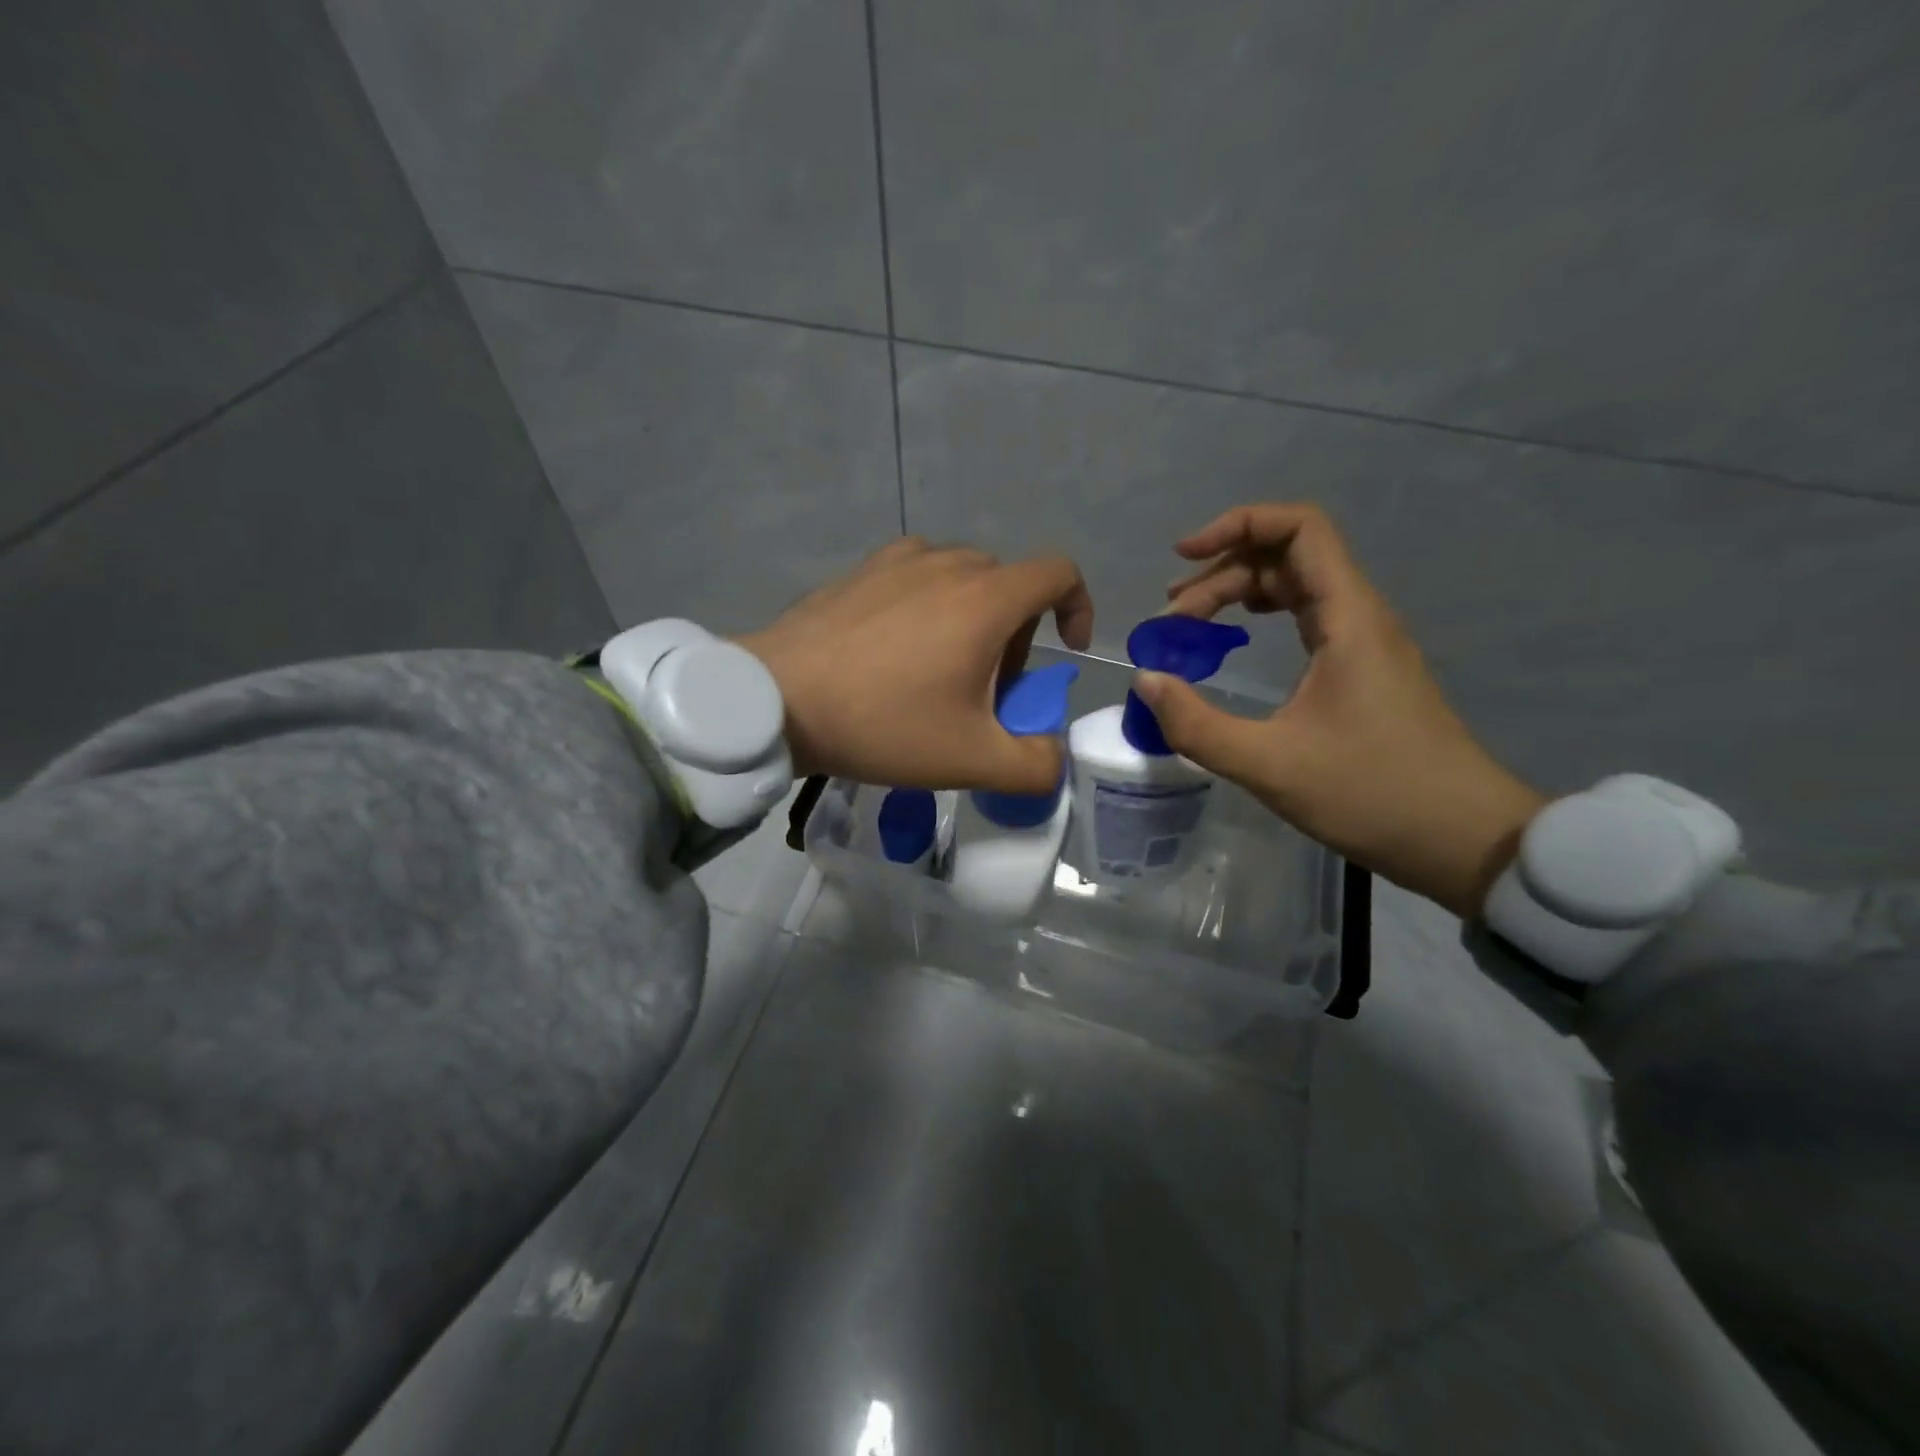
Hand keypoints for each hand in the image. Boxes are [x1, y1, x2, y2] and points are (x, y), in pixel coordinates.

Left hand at [739, 537, 1094, 793]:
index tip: (1064, 650)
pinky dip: (928, 606)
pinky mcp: (860, 570)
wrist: (776, 700)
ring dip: (972, 619)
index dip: (1077, 607)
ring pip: (962, 580)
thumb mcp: (971, 760)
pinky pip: (916, 578)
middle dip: (1016, 636)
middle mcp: (948, 563)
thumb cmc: (882, 724)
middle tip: (986, 690)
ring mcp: (898, 560)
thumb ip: (1035, 765)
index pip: (1059, 573)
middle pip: (1009, 586)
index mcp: (985, 599)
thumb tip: (1054, 758)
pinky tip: (894, 651)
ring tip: (937, 670)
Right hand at [1137, 503, 1543, 918]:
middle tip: (1171, 622)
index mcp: (1348, 618)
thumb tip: (1146, 680)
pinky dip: (1262, 616)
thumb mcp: (1269, 766)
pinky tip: (1236, 641)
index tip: (1182, 557)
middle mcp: (1359, 616)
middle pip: (1286, 557)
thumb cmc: (1372, 794)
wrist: (1462, 838)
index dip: (1237, 525)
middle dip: (1221, 574)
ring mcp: (1364, 642)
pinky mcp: (1362, 669)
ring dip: (1238, 593)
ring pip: (1296, 587)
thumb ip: (1197, 724)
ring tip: (1188, 625)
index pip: (1299, 529)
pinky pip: (1307, 617)